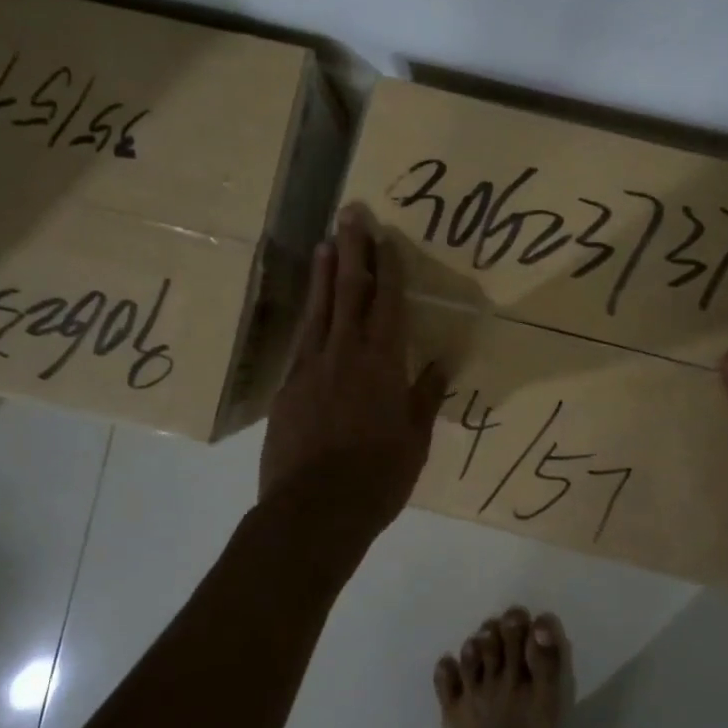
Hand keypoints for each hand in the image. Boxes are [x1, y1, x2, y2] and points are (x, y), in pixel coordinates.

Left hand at [260, 203, 447, 558]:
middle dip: (352, 251)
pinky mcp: (287, 387)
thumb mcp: (414, 441)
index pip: (388, 304)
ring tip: (326, 243)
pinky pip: (302, 339)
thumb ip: (425, 397)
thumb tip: (439, 364)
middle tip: (350, 215)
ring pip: (319, 309)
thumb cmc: (376, 479)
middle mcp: (345, 354)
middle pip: (349, 292)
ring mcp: (311, 367)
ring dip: (325, 273)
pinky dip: (309, 315)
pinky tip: (310, 305)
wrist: (313, 512)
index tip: (386, 238)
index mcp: (382, 365)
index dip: (389, 268)